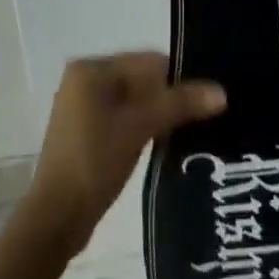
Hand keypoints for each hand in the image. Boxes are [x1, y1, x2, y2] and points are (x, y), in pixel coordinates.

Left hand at [25, 53, 225, 255]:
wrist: (57, 217)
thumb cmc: (94, 162)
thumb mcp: (139, 128)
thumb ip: (179, 104)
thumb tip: (222, 91)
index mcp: (91, 69)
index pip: (148, 61)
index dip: (180, 78)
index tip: (209, 98)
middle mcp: (84, 81)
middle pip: (142, 80)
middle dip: (172, 97)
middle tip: (208, 114)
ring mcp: (84, 108)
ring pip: (136, 101)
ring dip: (161, 114)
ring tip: (195, 129)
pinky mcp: (88, 133)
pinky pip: (126, 119)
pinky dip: (146, 126)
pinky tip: (169, 142)